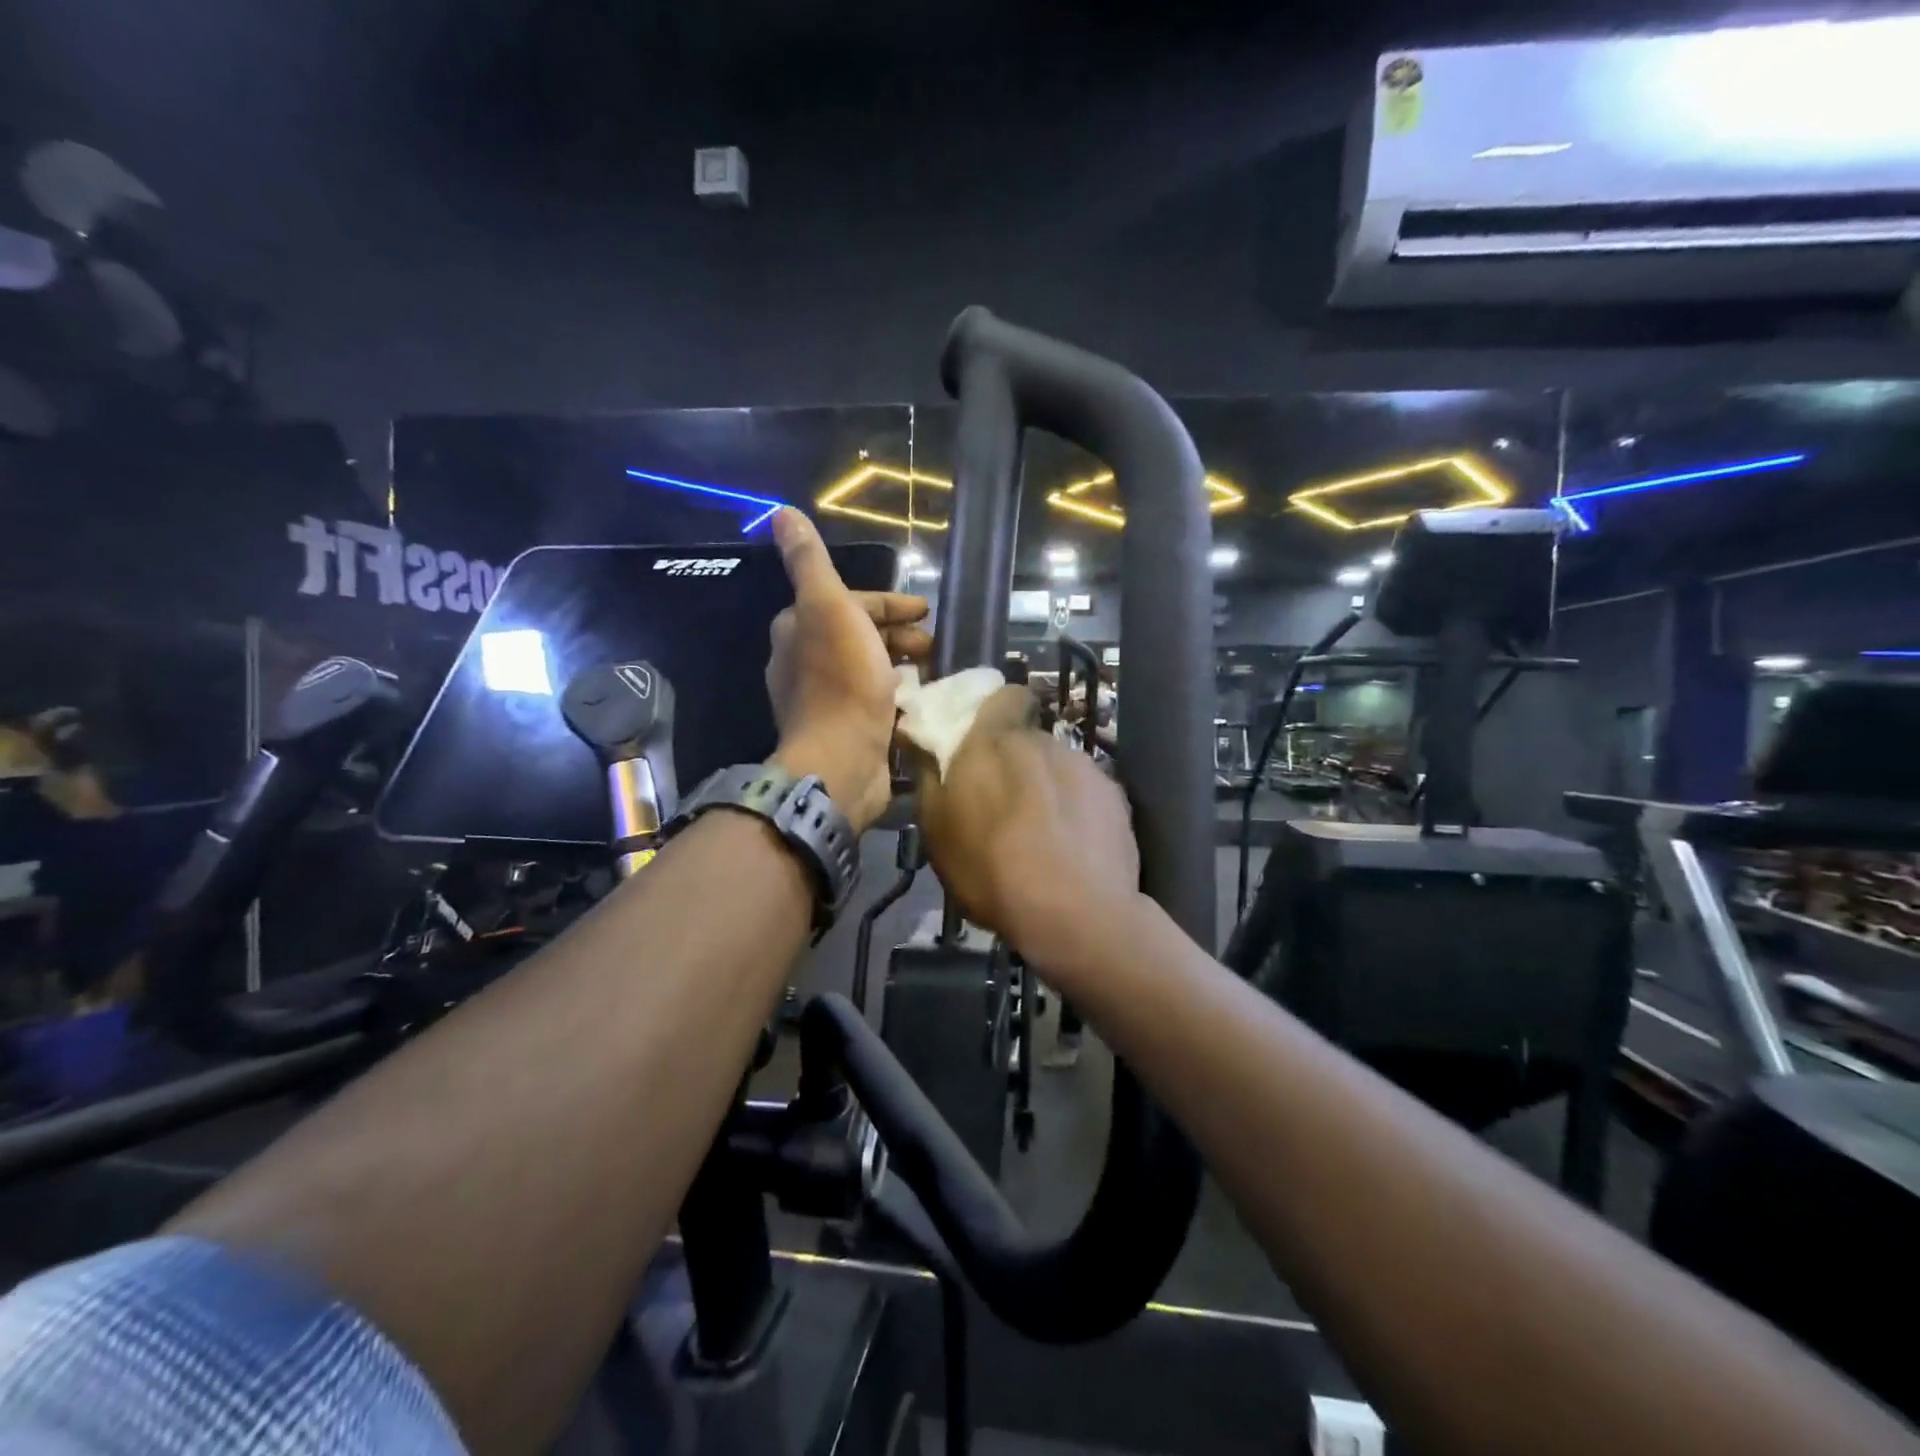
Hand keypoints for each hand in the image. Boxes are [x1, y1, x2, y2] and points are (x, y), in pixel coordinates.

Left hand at [766, 509, 930, 831]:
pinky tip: (917, 698)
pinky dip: (896, 691)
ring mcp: (823, 699)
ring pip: (868, 667)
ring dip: (901, 662)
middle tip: (933, 643)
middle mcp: (804, 661)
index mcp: (798, 629)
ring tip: (933, 670)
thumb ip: (809, 562)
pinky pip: (873, 698)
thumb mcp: (828, 607)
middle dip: (898, 633)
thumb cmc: (842, 681)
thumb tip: (779, 513)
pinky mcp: (842, 729)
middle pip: (858, 634)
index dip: (889, 603)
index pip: (848, 602)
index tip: (925, 610)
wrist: (842, 759)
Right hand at [915, 686, 1139, 976]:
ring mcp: (1086, 768)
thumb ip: (929, 775)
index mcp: (996, 741)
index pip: (1004, 695)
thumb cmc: (990, 869)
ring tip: (1043, 835)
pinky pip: (1088, 793)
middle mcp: (1044, 742)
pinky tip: (1073, 848)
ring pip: (1059, 768)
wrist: (1075, 914)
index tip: (983, 744)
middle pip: (1029, 740)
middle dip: (1017, 763)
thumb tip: (920, 737)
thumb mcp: (937, 830)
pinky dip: (1078, 810)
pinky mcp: (1117, 798)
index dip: (996, 712)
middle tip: (1005, 805)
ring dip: (1048, 788)